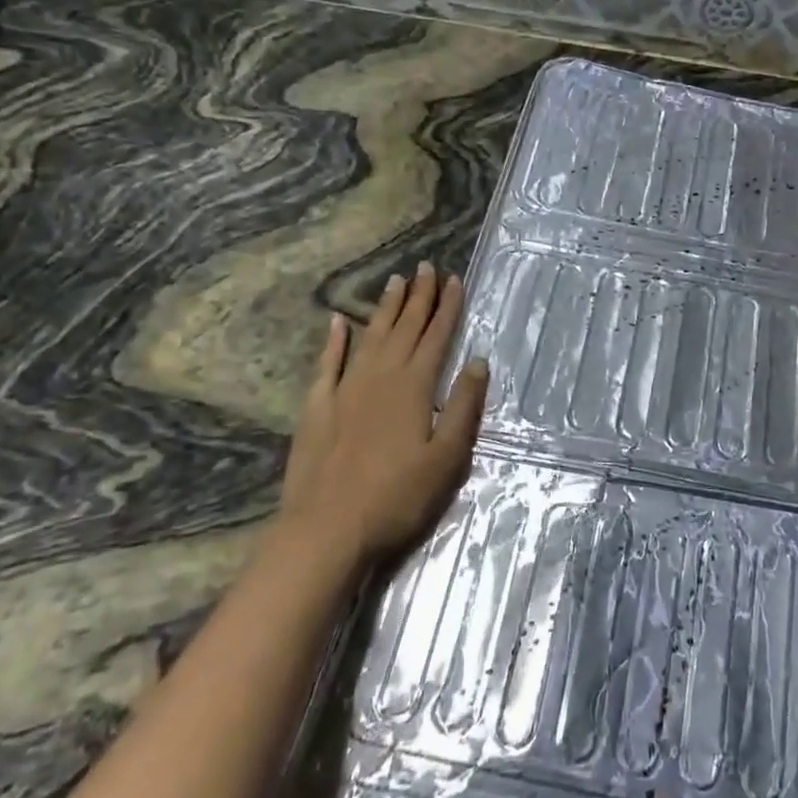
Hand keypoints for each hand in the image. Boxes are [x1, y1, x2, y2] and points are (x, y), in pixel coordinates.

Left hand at [280, 262, 489, 560]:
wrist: (327, 529)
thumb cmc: (396, 497)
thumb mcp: (446, 458)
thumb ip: (463, 406)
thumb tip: (479, 362)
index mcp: (414, 387)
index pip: (437, 337)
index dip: (448, 307)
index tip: (455, 279)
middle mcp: (381, 377)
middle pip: (405, 328)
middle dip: (419, 297)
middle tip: (426, 267)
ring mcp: (346, 390)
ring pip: (371, 337)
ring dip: (386, 309)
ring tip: (396, 281)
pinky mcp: (319, 407)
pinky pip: (329, 364)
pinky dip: (335, 341)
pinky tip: (339, 322)